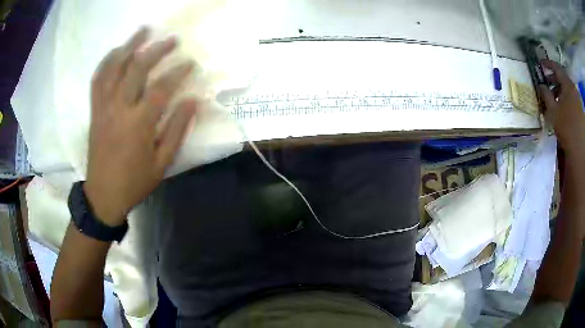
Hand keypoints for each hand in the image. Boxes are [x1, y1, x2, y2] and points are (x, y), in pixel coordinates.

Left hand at [84, 28, 196, 225]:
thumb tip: (192, 101)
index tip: (190, 63)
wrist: (103, 195)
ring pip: (115, 68)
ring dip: (129, 46)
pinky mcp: (95, 110)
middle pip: (137, 69)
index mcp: (138, 124)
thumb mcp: (162, 162)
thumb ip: (176, 130)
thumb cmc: (134, 182)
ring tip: (142, 32)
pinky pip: (98, 80)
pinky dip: (107, 62)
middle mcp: (119, 108)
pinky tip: (116, 52)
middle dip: (157, 50)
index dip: (178, 72)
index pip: (162, 88)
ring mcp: (104, 107)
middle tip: (171, 40)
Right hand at [539, 60, 584, 158]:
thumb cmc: (565, 125)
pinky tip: (561, 106)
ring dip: (559, 90)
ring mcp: (577, 98)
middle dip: (553, 79)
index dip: (547, 63)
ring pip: (566, 88)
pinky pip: (570, 97)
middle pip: (562, 78)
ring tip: (553, 97)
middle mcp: (572, 88)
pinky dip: (565, 97)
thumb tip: (540, 84)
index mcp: (567, 84)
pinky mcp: (579, 109)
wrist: (578, 146)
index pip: (555, 67)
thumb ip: (545, 95)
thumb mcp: (552, 110)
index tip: (540, 63)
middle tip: (546, 82)